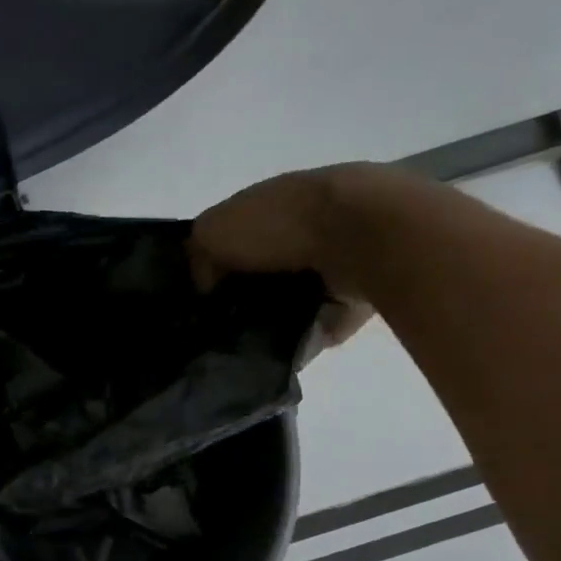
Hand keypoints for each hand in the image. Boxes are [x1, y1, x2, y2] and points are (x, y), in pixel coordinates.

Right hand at [192, 163, 412, 351]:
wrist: (361, 236)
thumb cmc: (280, 224)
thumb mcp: (214, 230)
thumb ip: (198, 256)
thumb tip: (206, 288)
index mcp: (267, 207)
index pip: (232, 240)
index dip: (212, 268)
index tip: (198, 300)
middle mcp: (299, 233)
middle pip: (259, 275)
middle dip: (240, 300)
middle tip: (219, 329)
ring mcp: (329, 266)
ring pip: (286, 304)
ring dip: (269, 323)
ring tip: (246, 345)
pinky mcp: (351, 299)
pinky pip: (315, 328)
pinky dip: (299, 341)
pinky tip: (278, 354)